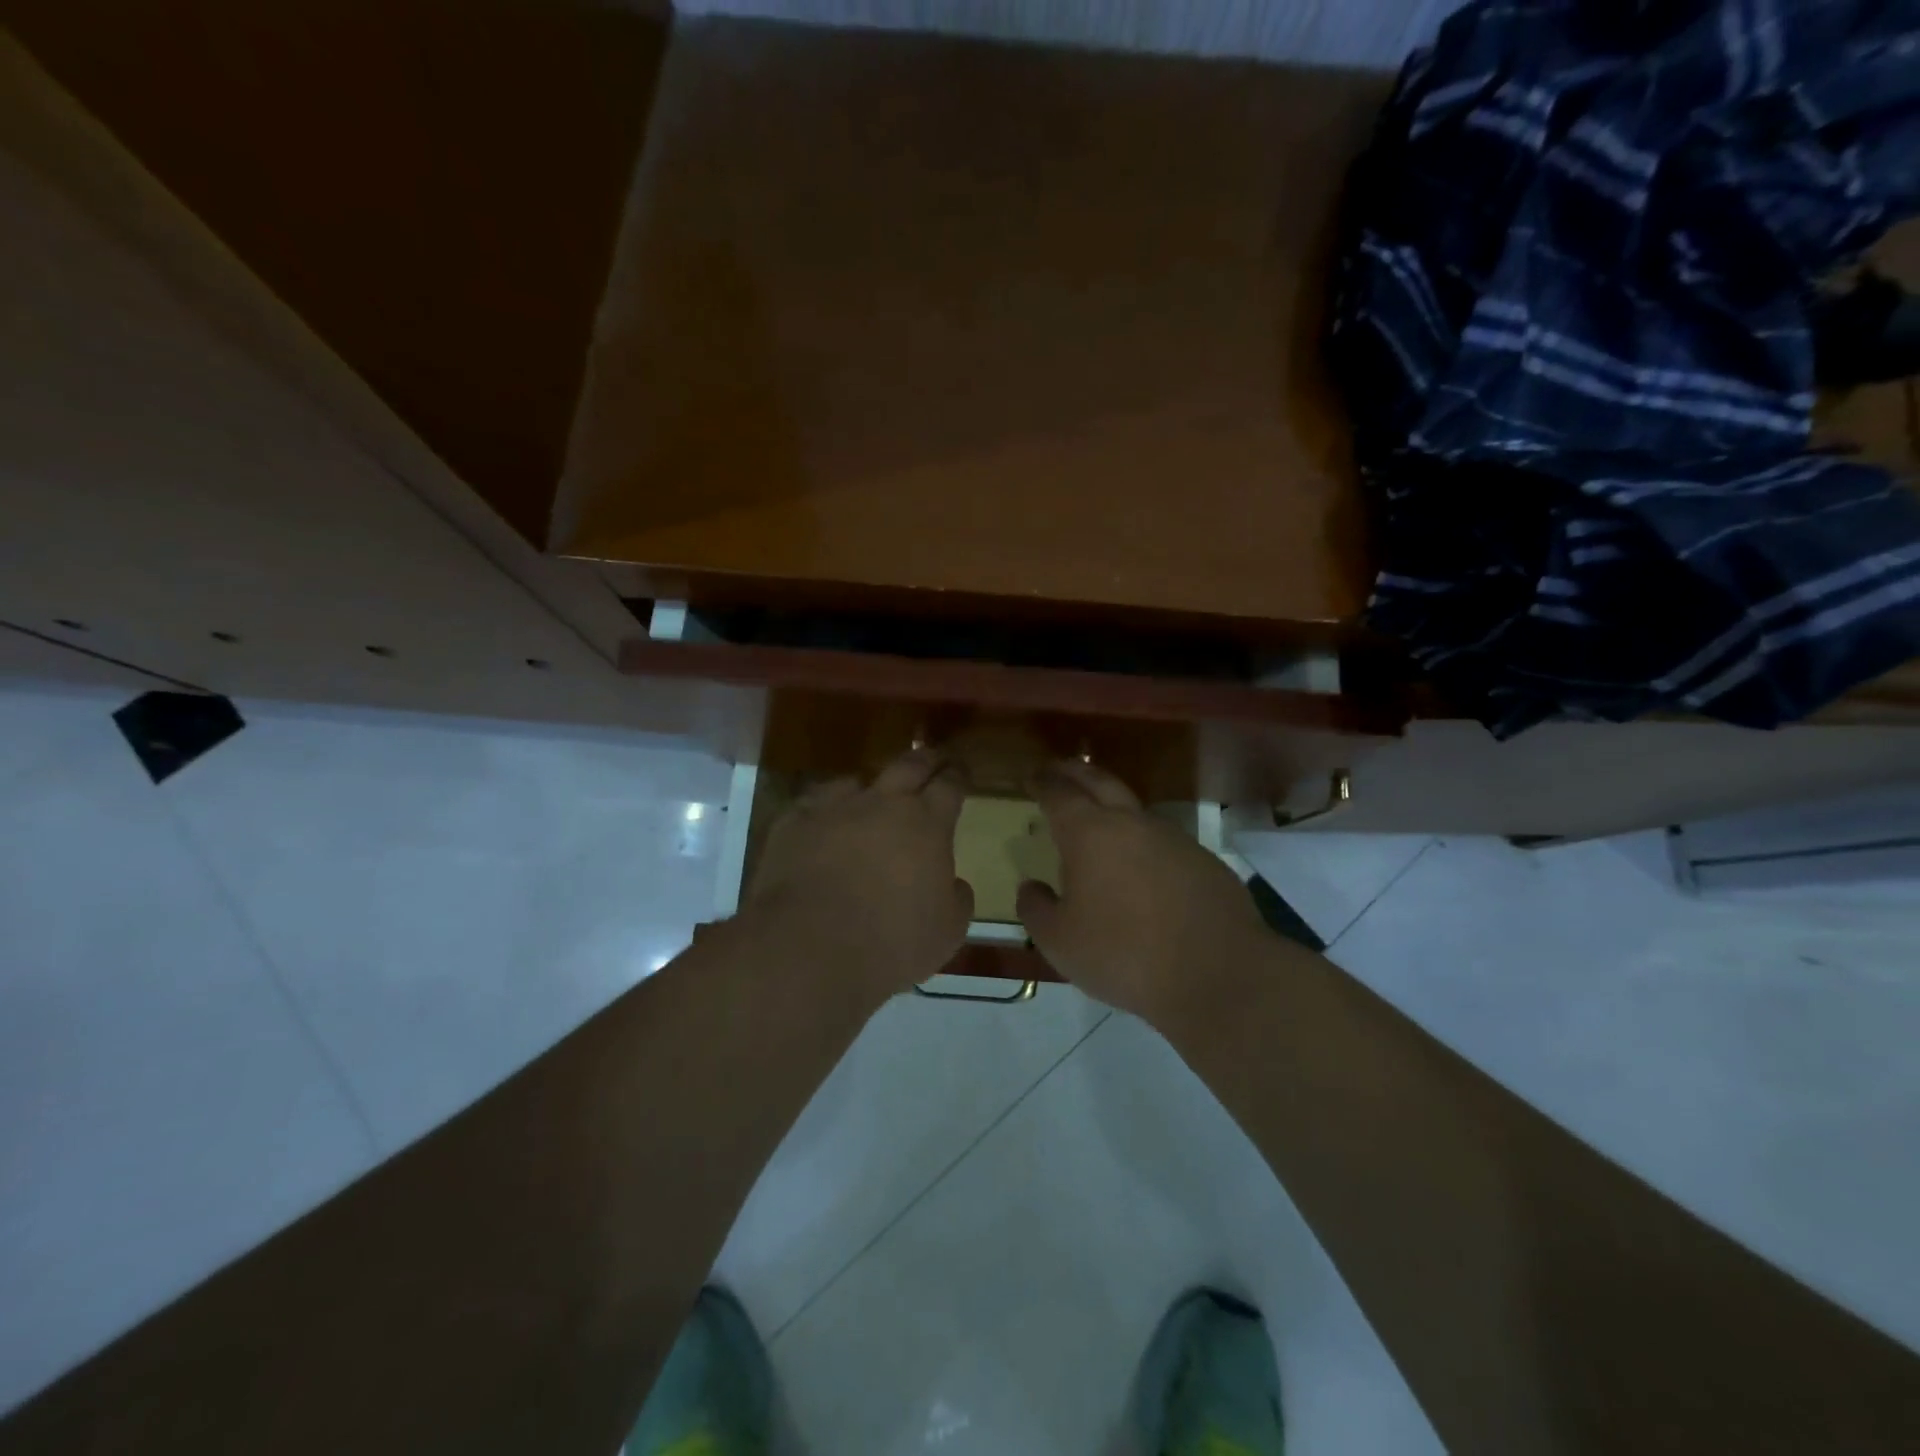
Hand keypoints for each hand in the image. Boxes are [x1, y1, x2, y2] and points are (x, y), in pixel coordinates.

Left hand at [740, 749, 974, 1003]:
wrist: (809, 948)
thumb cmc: (891, 942)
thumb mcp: (948, 931)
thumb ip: (957, 898)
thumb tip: (954, 883)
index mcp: (927, 823)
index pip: (950, 784)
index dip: (959, 775)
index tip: (962, 772)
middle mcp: (883, 802)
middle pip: (909, 764)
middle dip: (925, 759)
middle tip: (933, 760)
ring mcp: (834, 807)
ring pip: (857, 780)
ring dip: (870, 788)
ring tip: (870, 798)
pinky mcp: (793, 822)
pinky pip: (814, 804)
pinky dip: (825, 811)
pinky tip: (824, 825)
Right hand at [1017, 760, 1269, 1025]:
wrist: (1218, 974)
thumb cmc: (1124, 954)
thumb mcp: (1059, 941)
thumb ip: (1035, 909)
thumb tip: (1031, 887)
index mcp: (1090, 833)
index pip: (1059, 793)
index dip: (1043, 782)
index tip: (1032, 777)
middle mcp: (1132, 823)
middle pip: (1099, 781)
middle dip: (1075, 772)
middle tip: (1058, 770)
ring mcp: (1174, 838)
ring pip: (1135, 809)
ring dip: (1112, 805)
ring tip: (1097, 819)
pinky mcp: (1204, 861)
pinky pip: (1163, 840)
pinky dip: (1142, 841)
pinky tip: (1140, 866)